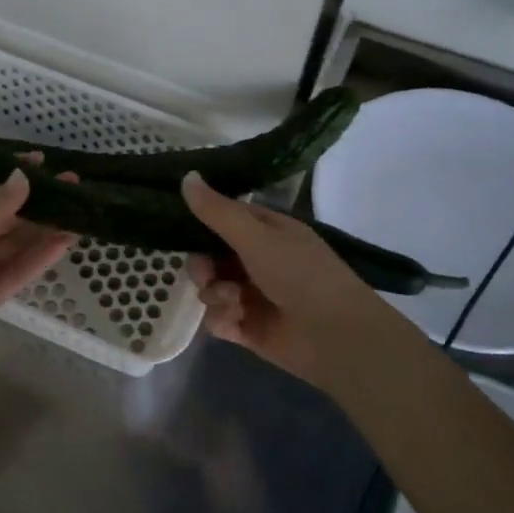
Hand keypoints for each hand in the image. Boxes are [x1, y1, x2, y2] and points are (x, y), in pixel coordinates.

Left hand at [0, 169, 74, 373]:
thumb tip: (24, 178)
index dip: (13, 175)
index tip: (43, 162)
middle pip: (7, 216)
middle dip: (39, 201)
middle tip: (74, 185)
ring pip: (16, 244)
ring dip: (45, 228)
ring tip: (80, 212)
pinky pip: (16, 272)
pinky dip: (39, 258)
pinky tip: (64, 242)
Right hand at [181, 171, 409, 391]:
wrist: (334, 336)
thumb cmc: (300, 275)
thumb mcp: (256, 236)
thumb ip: (217, 211)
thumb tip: (186, 176)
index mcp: (267, 232)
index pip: (225, 218)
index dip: (202, 222)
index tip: (179, 228)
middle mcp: (258, 261)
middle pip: (210, 256)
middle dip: (202, 266)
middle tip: (206, 274)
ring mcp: (252, 296)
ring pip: (211, 288)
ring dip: (214, 294)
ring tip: (233, 302)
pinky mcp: (248, 328)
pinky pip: (217, 319)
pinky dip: (222, 320)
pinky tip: (235, 323)